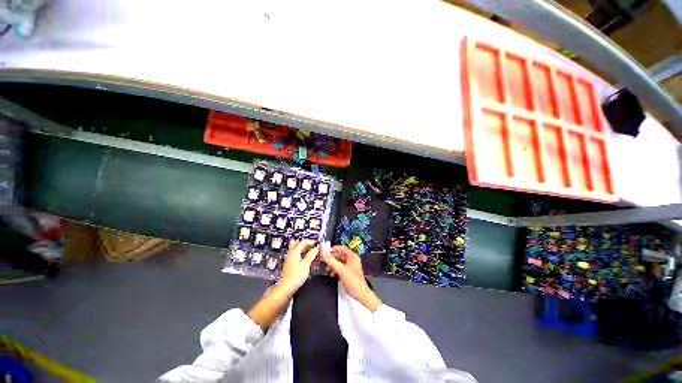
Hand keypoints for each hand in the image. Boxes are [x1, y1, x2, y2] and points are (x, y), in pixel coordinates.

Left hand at [279, 240, 318, 291]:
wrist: (287, 287)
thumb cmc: (296, 275)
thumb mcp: (306, 264)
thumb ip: (311, 255)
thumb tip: (316, 248)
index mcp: (294, 251)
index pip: (303, 242)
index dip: (311, 242)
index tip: (318, 244)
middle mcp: (292, 253)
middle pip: (300, 245)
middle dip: (309, 245)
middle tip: (316, 248)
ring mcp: (291, 258)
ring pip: (299, 250)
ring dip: (307, 250)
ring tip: (314, 253)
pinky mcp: (292, 263)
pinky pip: (299, 255)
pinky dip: (304, 255)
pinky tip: (309, 259)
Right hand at [321, 245, 381, 310]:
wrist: (360, 294)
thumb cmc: (354, 281)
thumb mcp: (341, 270)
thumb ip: (332, 262)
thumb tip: (324, 255)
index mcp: (352, 256)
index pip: (342, 248)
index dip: (333, 249)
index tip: (326, 251)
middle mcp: (351, 260)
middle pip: (339, 255)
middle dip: (332, 258)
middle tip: (324, 260)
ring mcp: (350, 266)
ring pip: (339, 262)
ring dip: (332, 264)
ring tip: (327, 268)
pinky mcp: (348, 272)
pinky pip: (340, 268)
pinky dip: (335, 269)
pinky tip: (331, 273)